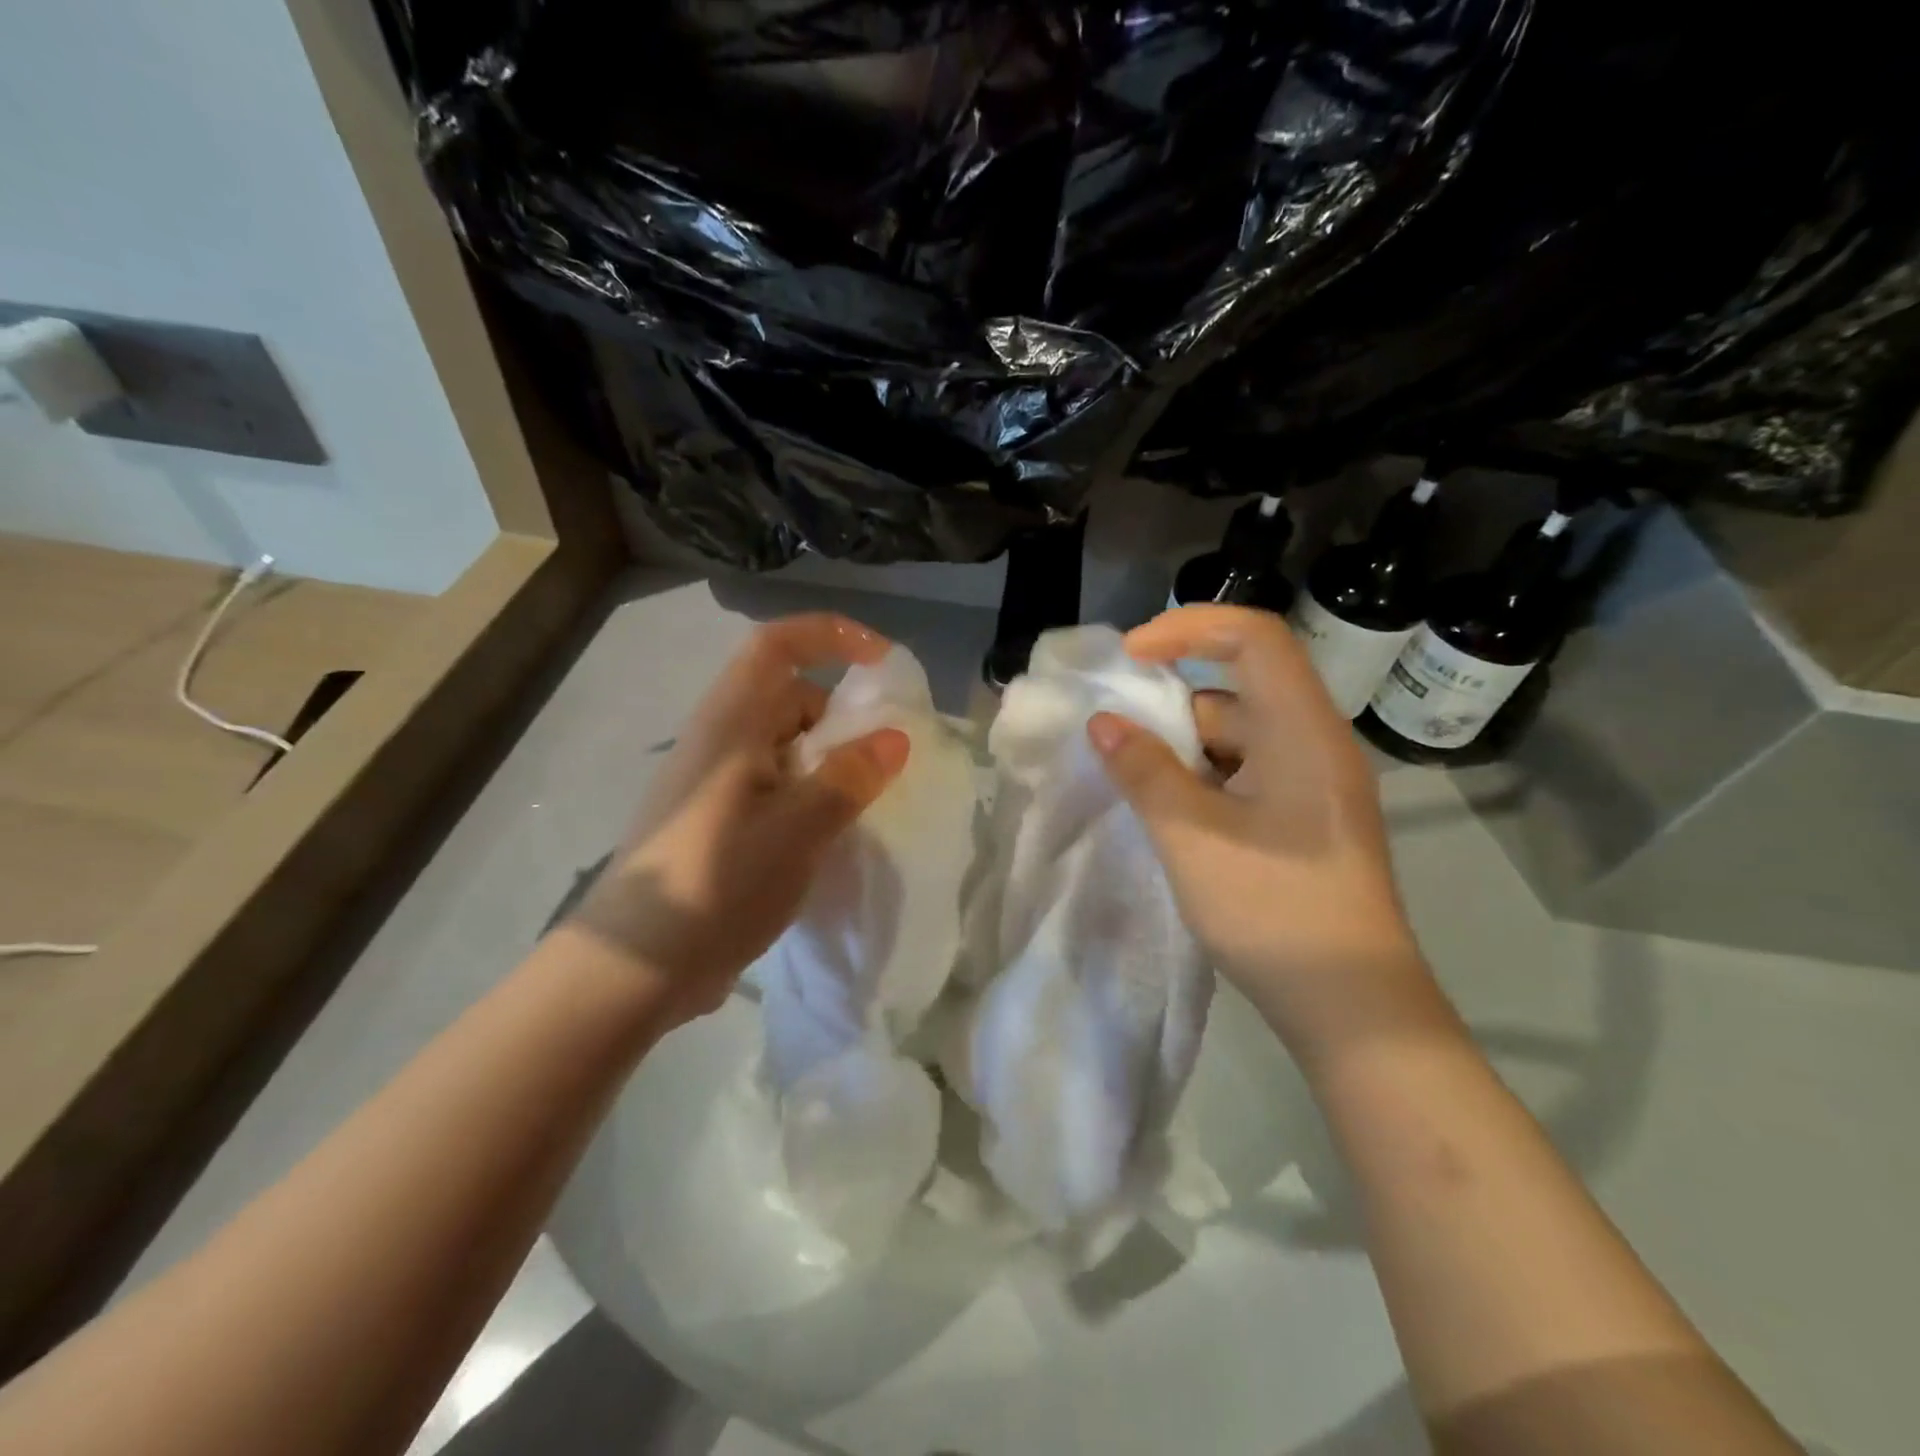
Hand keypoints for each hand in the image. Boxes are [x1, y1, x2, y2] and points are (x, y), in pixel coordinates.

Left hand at [570, 614, 909, 1025]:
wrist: (637, 967)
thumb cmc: (717, 882)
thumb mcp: (799, 827)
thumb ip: (850, 777)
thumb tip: (894, 738)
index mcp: (732, 723)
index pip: (778, 645)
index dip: (832, 636)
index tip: (882, 664)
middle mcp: (721, 743)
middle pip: (790, 699)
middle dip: (843, 717)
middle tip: (883, 762)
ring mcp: (717, 785)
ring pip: (787, 749)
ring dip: (830, 764)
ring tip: (863, 808)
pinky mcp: (719, 823)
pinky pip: (777, 788)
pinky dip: (811, 798)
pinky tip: (830, 839)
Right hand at [1087, 605, 1435, 1053]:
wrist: (1353, 1007)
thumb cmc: (1274, 910)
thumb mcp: (1192, 836)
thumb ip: (1144, 771)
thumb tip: (1104, 724)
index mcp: (1301, 730)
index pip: (1253, 637)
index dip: (1188, 628)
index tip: (1130, 658)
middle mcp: (1314, 743)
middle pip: (1238, 688)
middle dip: (1170, 703)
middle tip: (1114, 735)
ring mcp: (1312, 784)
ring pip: (1237, 737)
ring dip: (1181, 748)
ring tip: (1130, 780)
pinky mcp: (1304, 819)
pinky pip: (1245, 773)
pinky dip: (1201, 779)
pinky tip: (1166, 812)